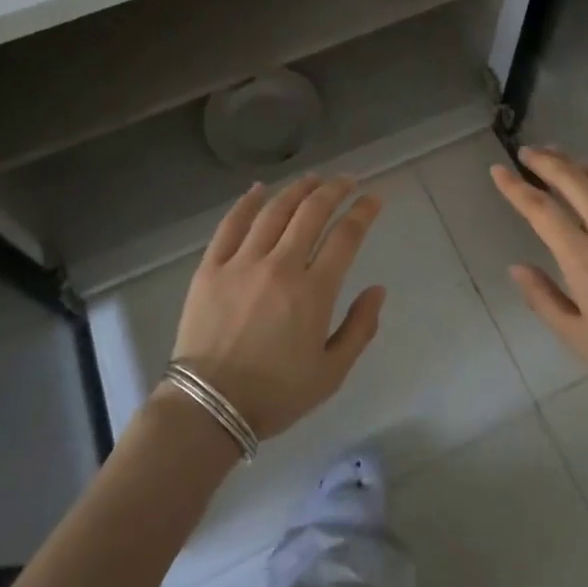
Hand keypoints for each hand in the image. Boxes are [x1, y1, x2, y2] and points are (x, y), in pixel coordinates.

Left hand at [167, 175, 385, 439]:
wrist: (209, 408)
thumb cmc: (275, 395)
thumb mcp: (331, 373)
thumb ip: (360, 329)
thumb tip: (378, 290)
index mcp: (313, 291)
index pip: (346, 236)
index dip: (363, 212)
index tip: (374, 198)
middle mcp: (280, 266)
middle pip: (312, 212)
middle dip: (335, 189)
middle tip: (348, 180)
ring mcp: (242, 263)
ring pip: (274, 210)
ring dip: (297, 189)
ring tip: (313, 178)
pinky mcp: (211, 267)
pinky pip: (231, 224)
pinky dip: (247, 201)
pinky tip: (259, 188)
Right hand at [490, 148, 587, 419]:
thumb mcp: (579, 338)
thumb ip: (543, 299)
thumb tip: (517, 268)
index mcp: (583, 258)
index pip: (540, 210)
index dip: (515, 187)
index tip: (498, 170)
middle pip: (573, 180)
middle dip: (546, 161)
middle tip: (528, 152)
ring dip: (579, 163)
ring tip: (562, 157)